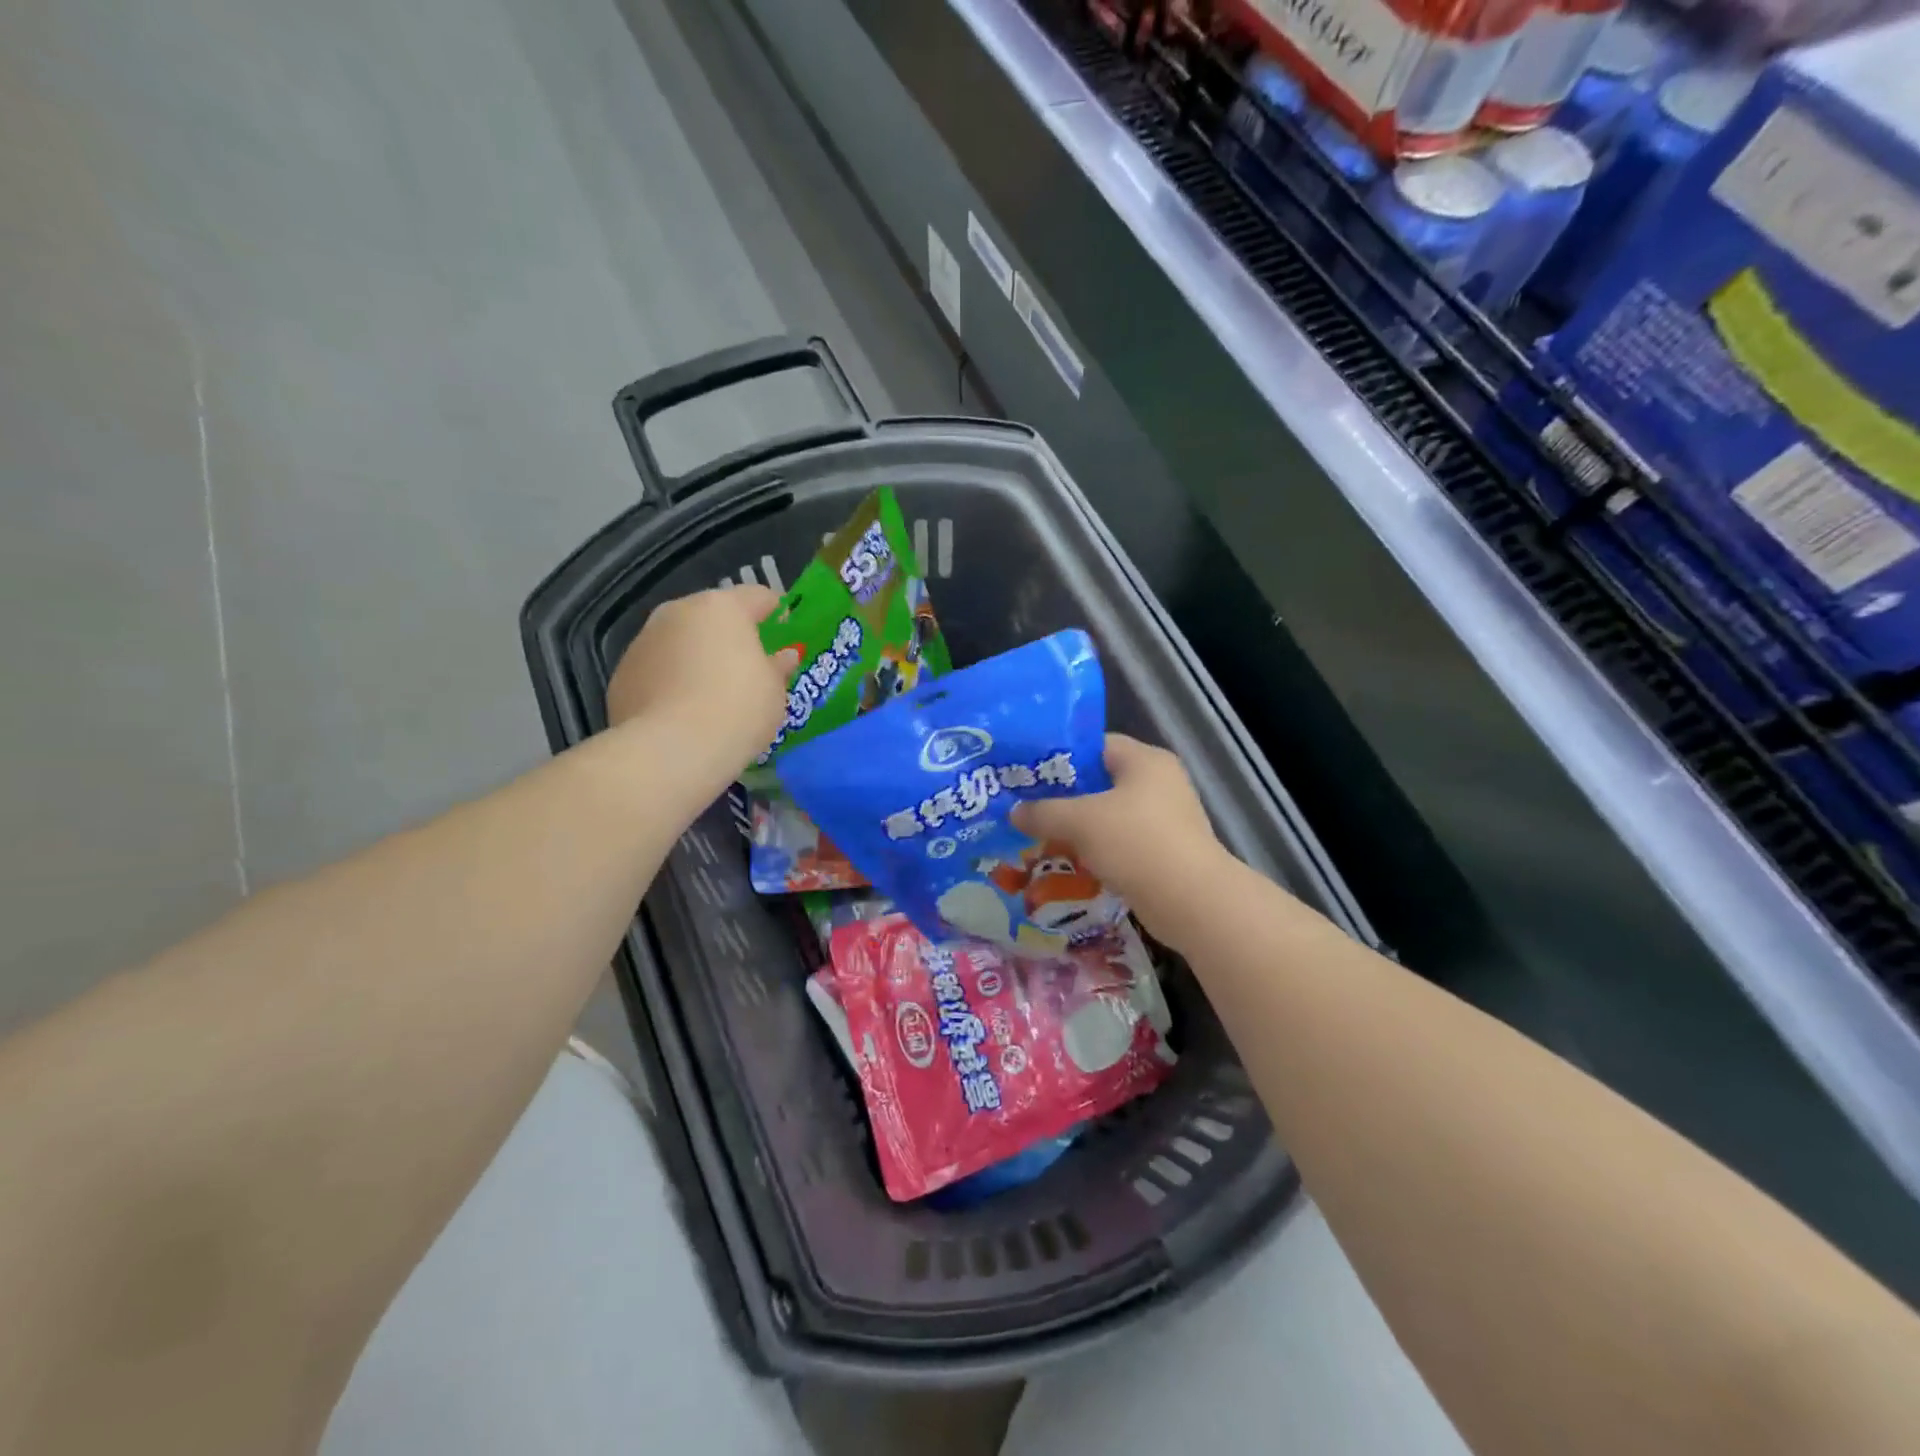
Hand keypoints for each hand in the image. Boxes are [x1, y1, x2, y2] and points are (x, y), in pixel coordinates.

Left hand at [606, 587, 796, 786]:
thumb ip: (778, 666)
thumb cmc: (738, 709)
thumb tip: (783, 656)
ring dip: (697, 657)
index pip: (758, 596)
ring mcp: (643, 641)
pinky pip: (657, 670)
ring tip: (713, 694)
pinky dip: (672, 682)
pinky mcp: (622, 675)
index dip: (776, 613)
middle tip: (749, 667)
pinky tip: (684, 713)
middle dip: (731, 636)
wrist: (673, 750)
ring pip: (680, 641)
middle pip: (712, 616)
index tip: (787, 634)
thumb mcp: (775, 690)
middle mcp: (678, 612)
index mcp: (722, 607)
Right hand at [1013, 735, 1231, 945]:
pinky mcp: (1164, 852)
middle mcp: (1159, 783)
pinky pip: (1120, 842)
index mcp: (1145, 760)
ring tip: (1039, 836)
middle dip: (1063, 796)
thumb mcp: (1080, 821)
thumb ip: (1043, 812)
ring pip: (1109, 815)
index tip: (1027, 773)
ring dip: (1077, 827)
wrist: (1191, 901)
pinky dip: (1095, 850)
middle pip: (1100, 781)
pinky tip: (1068, 862)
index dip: (1060, 756)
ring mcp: (1164, 819)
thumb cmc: (1136, 843)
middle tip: (1027, 806)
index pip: (1095, 745)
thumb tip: (1014, 812)